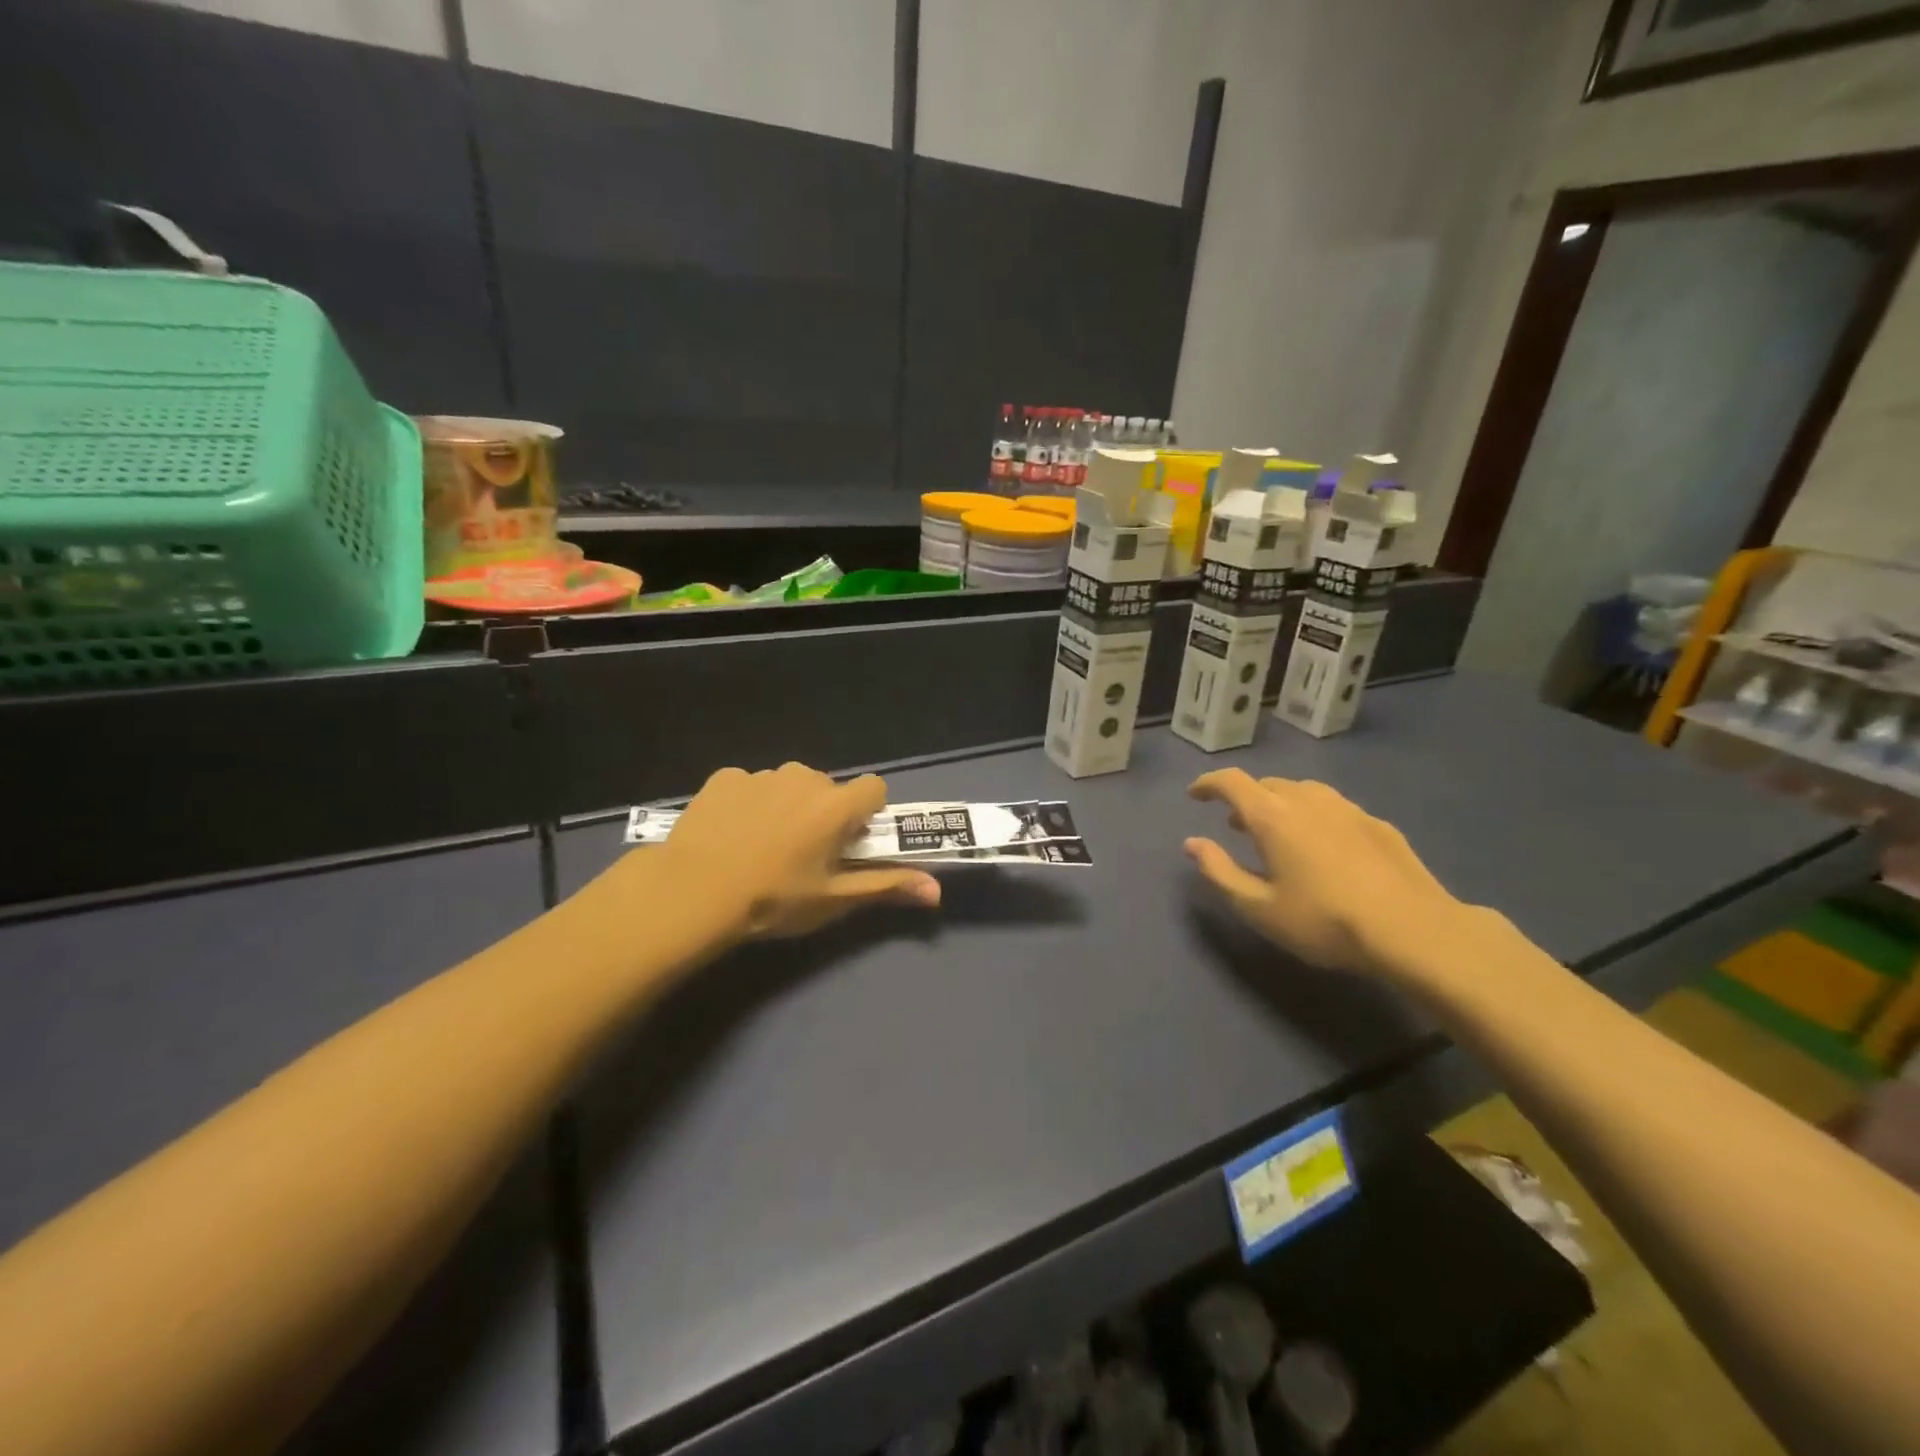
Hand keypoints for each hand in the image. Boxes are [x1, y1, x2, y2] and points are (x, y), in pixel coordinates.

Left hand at [654, 763, 940, 939]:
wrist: (692, 892)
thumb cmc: (773, 900)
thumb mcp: (833, 900)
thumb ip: (886, 886)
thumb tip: (936, 890)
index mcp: (836, 805)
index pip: (874, 788)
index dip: (867, 813)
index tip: (849, 842)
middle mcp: (804, 778)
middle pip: (829, 788)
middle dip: (824, 813)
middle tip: (803, 854)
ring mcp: (761, 775)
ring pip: (789, 785)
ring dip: (787, 807)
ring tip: (761, 846)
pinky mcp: (725, 777)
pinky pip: (750, 786)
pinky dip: (748, 804)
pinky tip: (730, 835)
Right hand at [1185, 769, 1488, 980]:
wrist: (1415, 931)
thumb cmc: (1325, 921)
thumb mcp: (1259, 908)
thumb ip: (1219, 871)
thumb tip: (1192, 843)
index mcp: (1272, 816)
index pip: (1231, 782)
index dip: (1208, 784)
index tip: (1195, 795)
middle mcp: (1308, 800)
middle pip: (1268, 785)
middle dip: (1245, 799)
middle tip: (1235, 825)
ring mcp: (1348, 809)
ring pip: (1303, 793)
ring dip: (1281, 804)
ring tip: (1278, 833)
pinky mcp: (1378, 825)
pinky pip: (1334, 809)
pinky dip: (1315, 817)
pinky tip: (1325, 847)